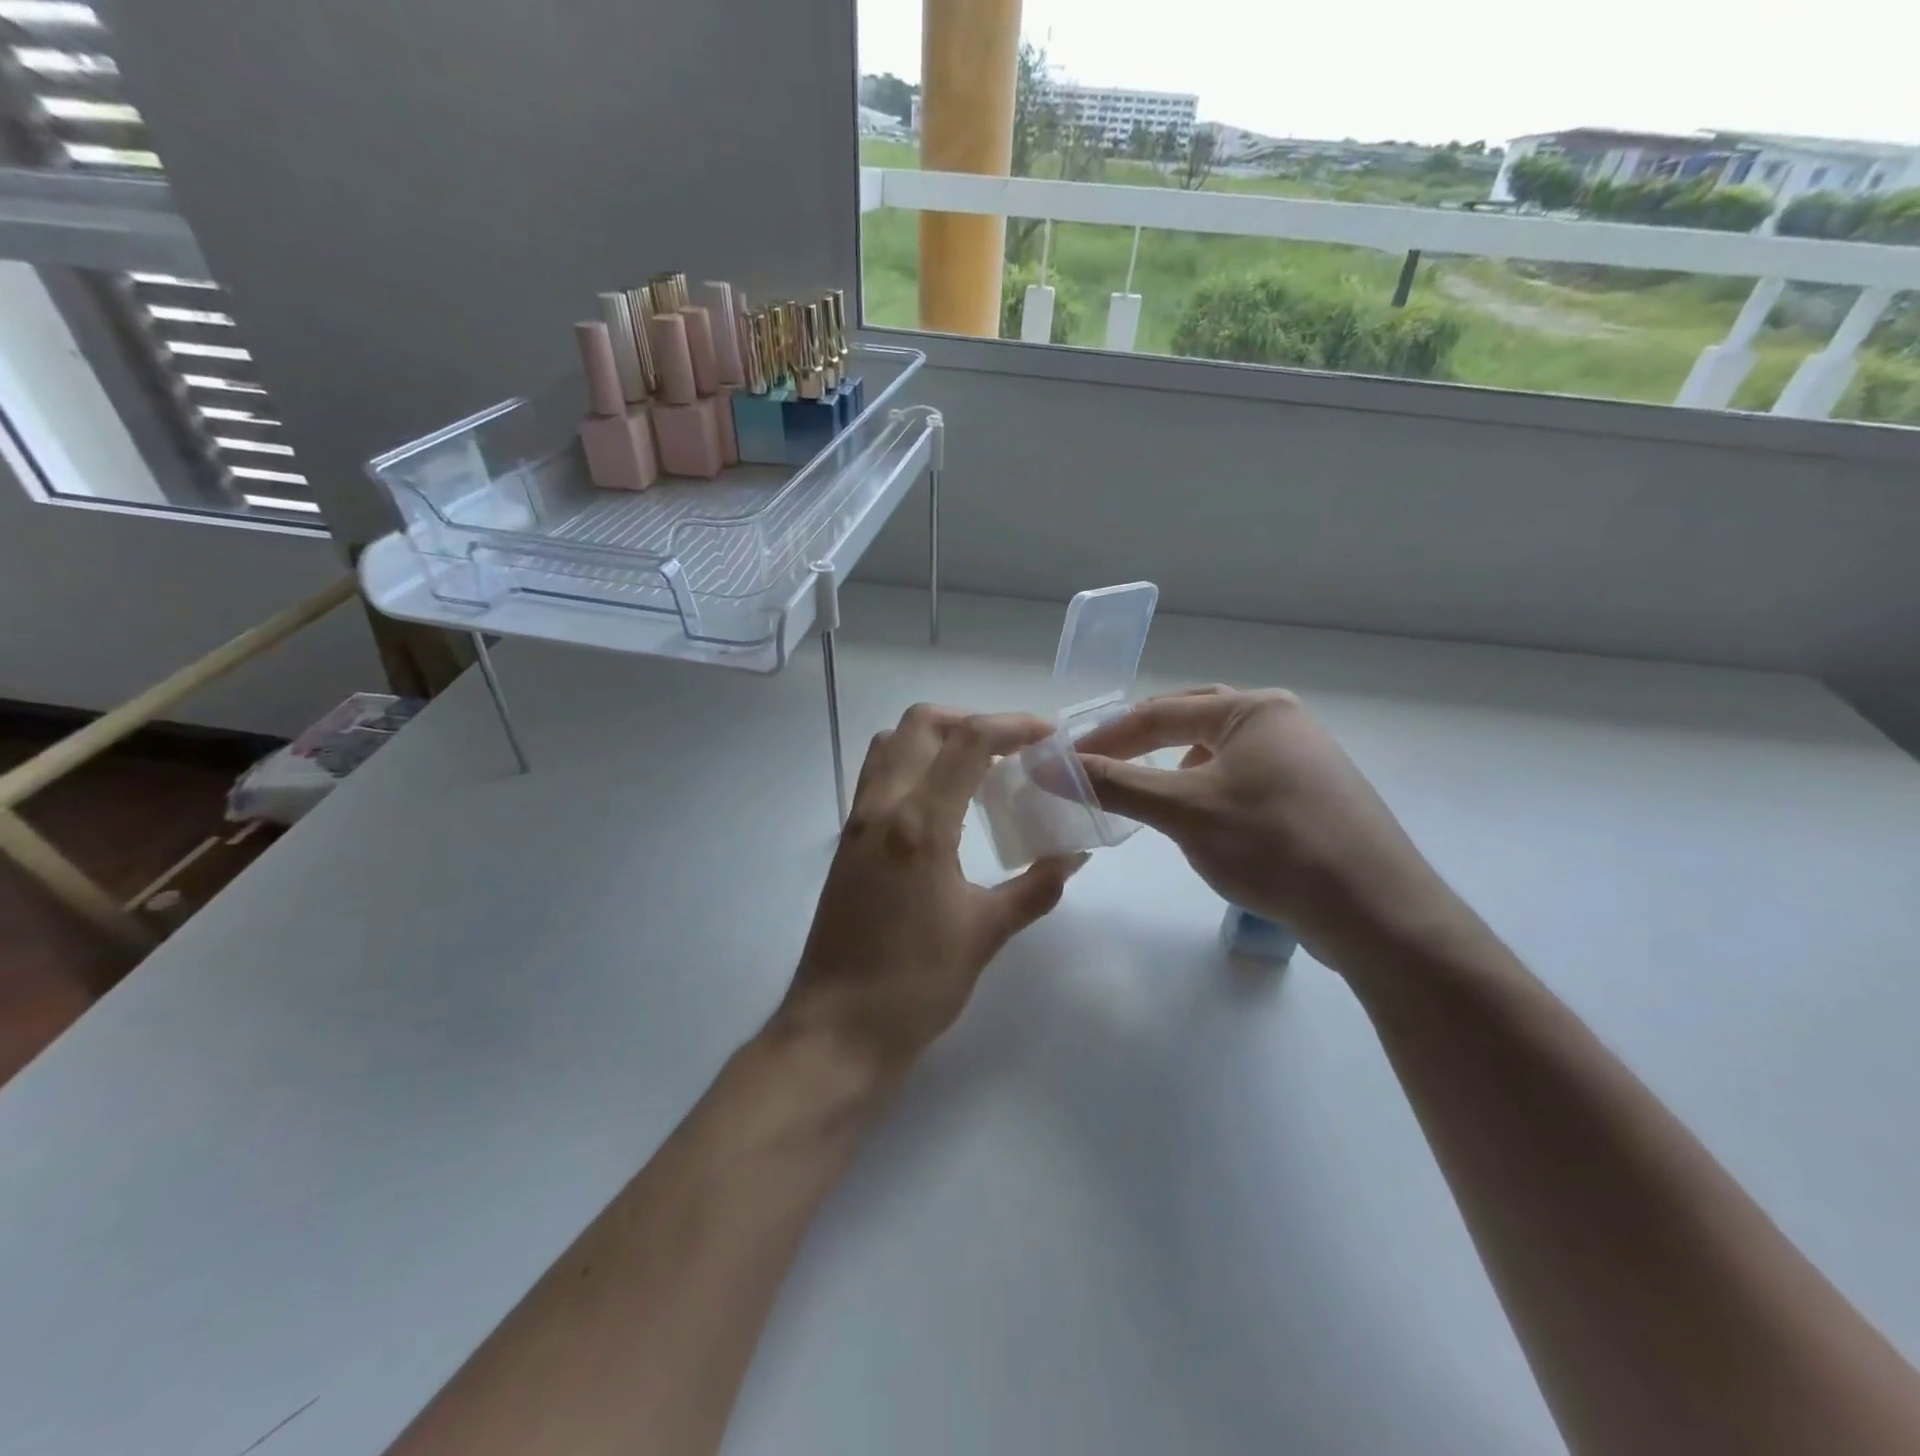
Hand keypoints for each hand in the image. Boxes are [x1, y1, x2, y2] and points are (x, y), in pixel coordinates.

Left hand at [780, 704, 1085, 1073]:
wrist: (838, 1029)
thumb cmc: (915, 983)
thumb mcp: (985, 933)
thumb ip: (1036, 887)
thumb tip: (1073, 856)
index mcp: (919, 824)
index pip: (968, 743)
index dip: (1013, 725)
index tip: (1049, 735)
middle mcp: (881, 808)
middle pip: (919, 724)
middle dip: (969, 721)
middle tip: (1010, 749)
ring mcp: (856, 823)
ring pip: (891, 745)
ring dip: (935, 739)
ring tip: (977, 769)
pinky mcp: (846, 843)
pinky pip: (878, 777)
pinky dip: (913, 766)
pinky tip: (944, 805)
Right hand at [1075, 687, 1473, 970]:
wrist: (1377, 914)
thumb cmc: (1275, 846)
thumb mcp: (1184, 812)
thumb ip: (1113, 784)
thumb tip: (1047, 766)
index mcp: (1254, 708)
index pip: (1160, 712)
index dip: (1107, 736)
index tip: (1065, 762)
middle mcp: (1281, 721)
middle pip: (1191, 722)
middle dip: (1142, 745)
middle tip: (1101, 768)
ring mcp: (1301, 759)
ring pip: (1217, 754)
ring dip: (1174, 772)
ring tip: (1149, 799)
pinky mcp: (1310, 796)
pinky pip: (1241, 781)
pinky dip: (1206, 794)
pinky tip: (1201, 825)